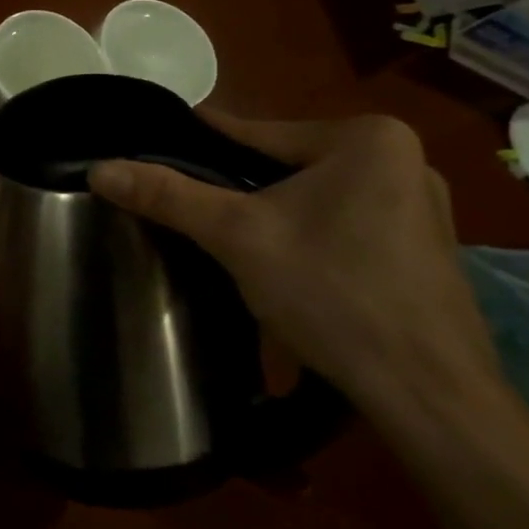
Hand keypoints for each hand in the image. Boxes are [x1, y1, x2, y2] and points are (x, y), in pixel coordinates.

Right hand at [89, 112, 497, 412]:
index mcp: (366, 137)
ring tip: (222, 239)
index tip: (150, 154)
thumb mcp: (237, 236)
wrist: (430, 395)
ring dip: (268, 214)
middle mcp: (402, 158)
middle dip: (235, 189)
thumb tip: (98, 168)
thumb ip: (167, 195)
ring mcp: (420, 204)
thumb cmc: (333, 294)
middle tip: (185, 213)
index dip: (196, 148)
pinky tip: (281, 265)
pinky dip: (304, 235)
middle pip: (282, 164)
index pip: (252, 132)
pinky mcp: (423, 246)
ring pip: (310, 196)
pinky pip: (340, 221)